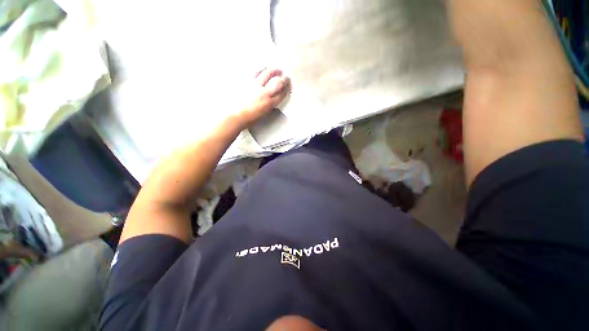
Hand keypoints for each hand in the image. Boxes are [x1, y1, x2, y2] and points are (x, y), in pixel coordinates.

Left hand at [235, 68, 290, 125]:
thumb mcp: (264, 115)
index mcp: (269, 103)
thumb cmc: (249, 119)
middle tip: (286, 77)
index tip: (288, 86)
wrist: (235, 116)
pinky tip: (263, 68)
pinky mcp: (246, 82)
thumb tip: (273, 101)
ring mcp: (255, 86)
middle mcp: (264, 93)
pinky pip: (254, 72)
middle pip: (277, 83)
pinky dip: (260, 69)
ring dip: (274, 70)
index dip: (286, 89)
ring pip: (267, 74)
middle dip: (284, 79)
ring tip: (277, 69)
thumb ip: (270, 107)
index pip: (282, 94)